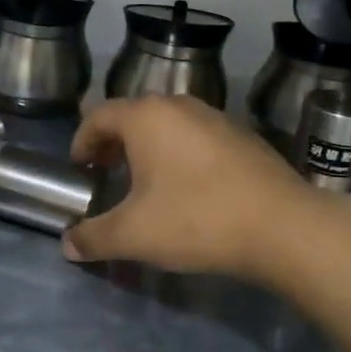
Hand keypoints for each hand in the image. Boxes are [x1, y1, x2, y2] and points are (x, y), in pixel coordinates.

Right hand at [62, 96, 318, 281]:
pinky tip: (188, 189)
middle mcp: (180, 106)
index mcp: (147, 117)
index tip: (79, 168)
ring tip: (144, 183)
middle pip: (134, 116)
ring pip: (168, 126)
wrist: (282, 226)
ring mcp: (216, 117)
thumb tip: (68, 245)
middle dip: (114, 144)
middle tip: (105, 173)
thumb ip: (94, 237)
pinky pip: (197, 138)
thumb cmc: (197, 219)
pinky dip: (180, 155)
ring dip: (149, 149)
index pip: (99, 116)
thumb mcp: (134, 235)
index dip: (82, 140)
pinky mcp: (243, 137)